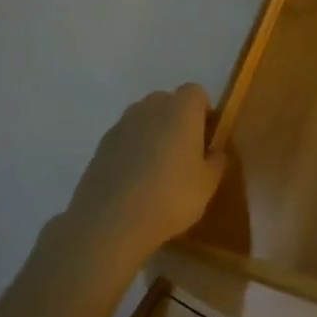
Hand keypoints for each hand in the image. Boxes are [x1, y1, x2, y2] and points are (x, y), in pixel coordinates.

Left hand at [62, 85, 226, 257]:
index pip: (196, 92)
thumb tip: (213, 151)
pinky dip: (133, 151)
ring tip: (159, 169)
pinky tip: (136, 181)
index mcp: (181, 110)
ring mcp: (121, 126)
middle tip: (186, 152)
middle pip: (168, 101)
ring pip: (144, 119)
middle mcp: (149, 108)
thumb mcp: (208, 184)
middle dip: (178, 120)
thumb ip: (216, 161)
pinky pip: (125, 139)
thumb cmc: (170, 198)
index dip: (204, 112)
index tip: (207, 139)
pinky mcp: (100, 147)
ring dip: (154, 134)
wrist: (110, 223)